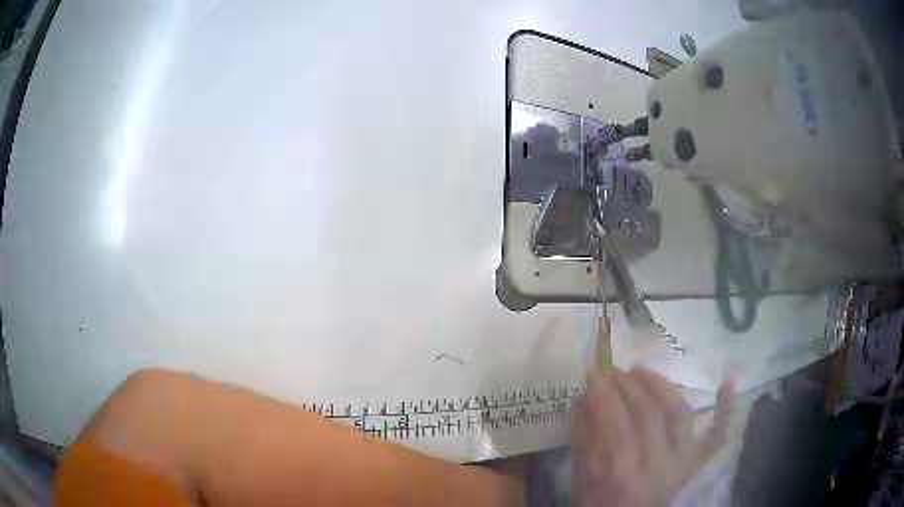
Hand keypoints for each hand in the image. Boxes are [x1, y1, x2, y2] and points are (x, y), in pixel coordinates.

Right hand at [572, 367, 733, 505]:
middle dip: (630, 387)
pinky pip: (716, 435)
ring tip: (640, 370)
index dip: (604, 397)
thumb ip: (583, 442)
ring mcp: (684, 463)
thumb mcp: (583, 483)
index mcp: (627, 479)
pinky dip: (726, 408)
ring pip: (680, 414)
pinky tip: (730, 379)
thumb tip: (582, 400)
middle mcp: (662, 468)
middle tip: (613, 371)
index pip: (618, 429)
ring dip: (661, 386)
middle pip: (650, 416)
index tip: (592, 373)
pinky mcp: (696, 462)